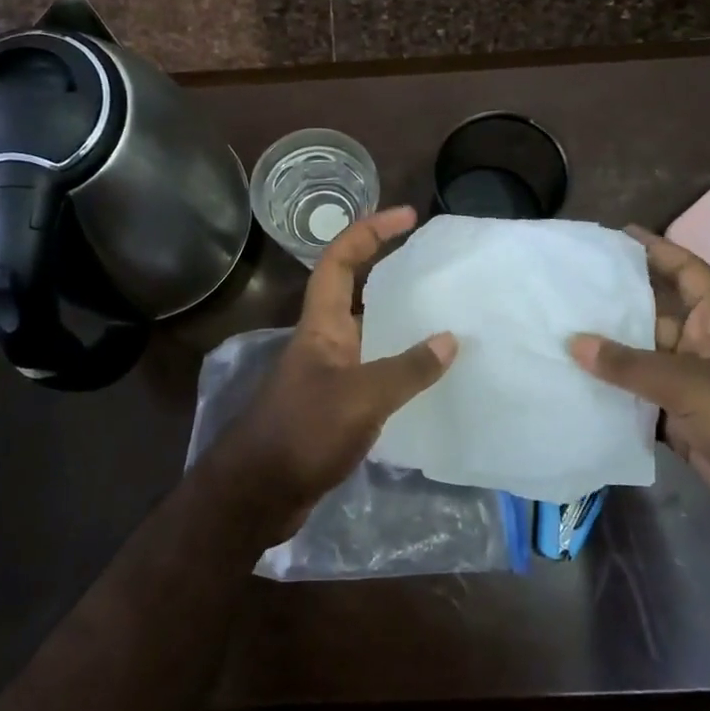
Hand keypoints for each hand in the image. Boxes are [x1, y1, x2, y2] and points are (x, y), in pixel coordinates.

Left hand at [210, 205, 455, 545]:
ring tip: (446, 316)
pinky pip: (375, 374)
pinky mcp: (337, 407)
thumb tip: (450, 339)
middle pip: (356, 291)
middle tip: (437, 267)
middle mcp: (324, 341)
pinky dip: (401, 369)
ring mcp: (330, 375)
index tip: (408, 217)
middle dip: (391, 271)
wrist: (259, 494)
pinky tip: (432, 378)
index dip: (369, 231)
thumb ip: (406, 369)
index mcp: (321, 325)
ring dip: (400, 323)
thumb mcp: (361, 397)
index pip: (339, 260)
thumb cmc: (303, 433)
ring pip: (369, 335)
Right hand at [569, 225, 709, 549]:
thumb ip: (631, 364)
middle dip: (615, 305)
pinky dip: (612, 398)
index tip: (618, 235)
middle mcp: (704, 347)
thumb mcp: (692, 384)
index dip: (658, 250)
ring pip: (642, 362)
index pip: (687, 272)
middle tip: (565, 291)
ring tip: (556, 336)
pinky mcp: (682, 423)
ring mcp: (693, 387)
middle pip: (654, 316)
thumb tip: (574, 342)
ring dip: (607, 356)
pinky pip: (639, 402)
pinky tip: (573, 389)